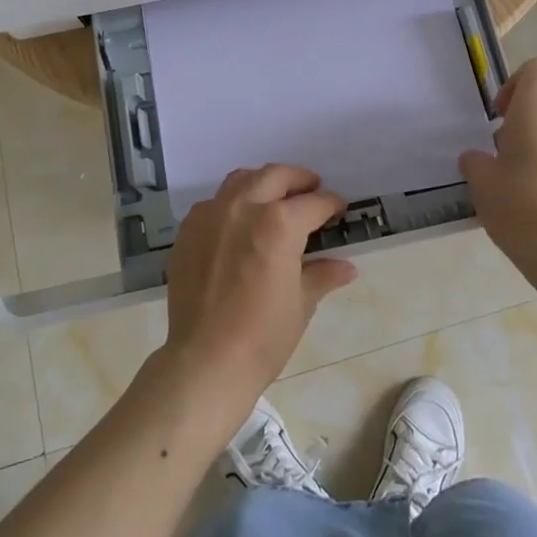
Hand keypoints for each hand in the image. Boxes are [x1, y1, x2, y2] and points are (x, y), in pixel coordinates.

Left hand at [163, 164, 357, 420]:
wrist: (205, 361)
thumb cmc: (263, 336)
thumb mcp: (301, 304)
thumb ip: (322, 274)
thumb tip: (347, 268)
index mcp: (279, 223)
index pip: (313, 203)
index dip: (331, 204)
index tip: (338, 208)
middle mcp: (244, 207)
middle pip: (276, 176)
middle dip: (298, 179)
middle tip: (311, 188)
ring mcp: (212, 214)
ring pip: (241, 179)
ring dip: (263, 182)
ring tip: (275, 197)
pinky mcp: (189, 229)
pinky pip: (214, 202)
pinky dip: (232, 202)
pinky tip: (239, 222)